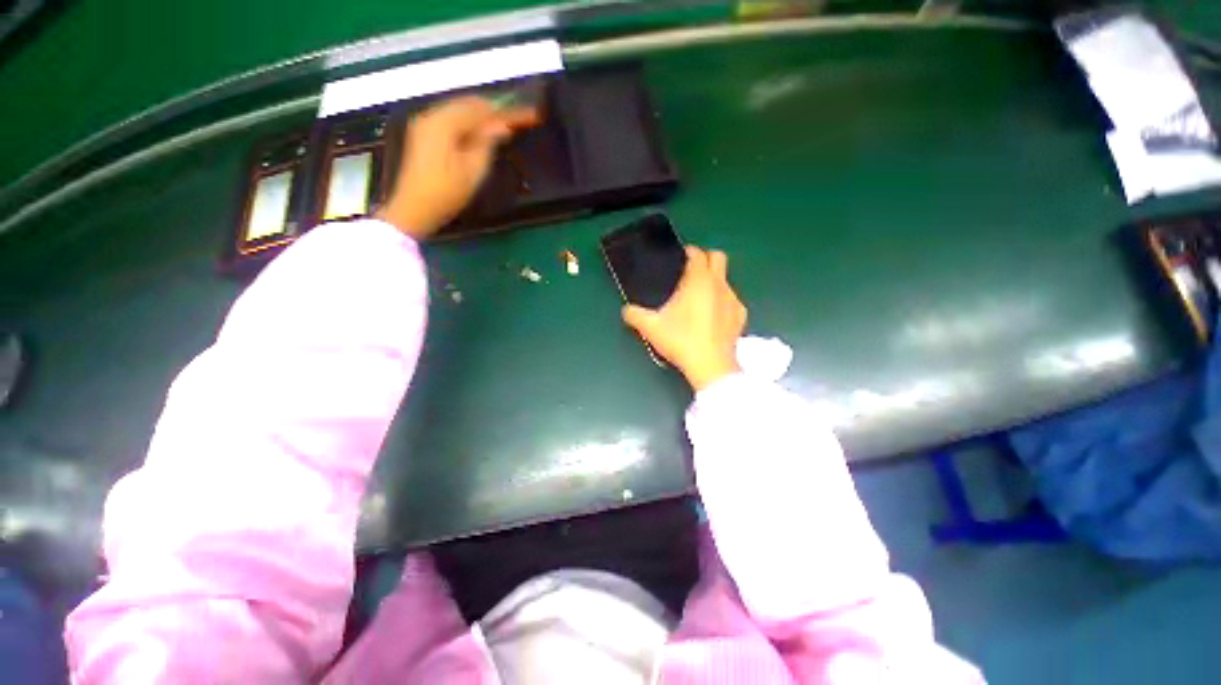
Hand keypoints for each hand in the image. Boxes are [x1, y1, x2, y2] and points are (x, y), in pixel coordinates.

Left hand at [377, 96, 538, 238]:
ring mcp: (425, 123)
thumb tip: (502, 126)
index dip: (507, 111)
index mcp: (444, 123)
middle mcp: (432, 115)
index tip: (530, 114)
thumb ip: (487, 143)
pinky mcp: (423, 133)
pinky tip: (482, 131)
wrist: (414, 208)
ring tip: (505, 124)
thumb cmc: (446, 193)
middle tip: (520, 117)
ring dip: (483, 115)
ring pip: (460, 109)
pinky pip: (451, 117)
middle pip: (469, 103)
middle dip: (495, 109)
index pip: (482, 108)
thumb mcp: (473, 171)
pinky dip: (470, 121)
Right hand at [622, 246, 746, 391]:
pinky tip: (713, 317)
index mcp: (698, 281)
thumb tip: (626, 310)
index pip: (697, 254)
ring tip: (699, 299)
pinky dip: (722, 302)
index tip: (681, 258)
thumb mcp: (651, 327)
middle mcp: (719, 284)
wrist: (710, 365)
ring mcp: (733, 300)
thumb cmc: (680, 340)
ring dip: (714, 282)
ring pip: (725, 280)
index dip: (689, 252)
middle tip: (691, 272)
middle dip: (706, 259)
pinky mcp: (740, 316)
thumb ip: (634, 315)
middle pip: (718, 257)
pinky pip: (731, 300)